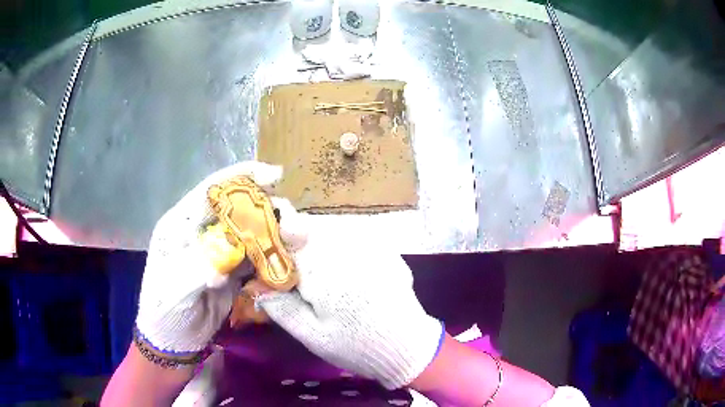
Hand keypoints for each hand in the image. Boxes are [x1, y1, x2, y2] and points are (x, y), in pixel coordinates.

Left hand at [135, 161, 281, 353]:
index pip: (211, 191)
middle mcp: (202, 232)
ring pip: (251, 231)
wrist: (174, 342)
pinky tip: (287, 262)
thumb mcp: (174, 290)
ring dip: (276, 234)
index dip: (241, 178)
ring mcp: (219, 251)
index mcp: (181, 225)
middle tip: (293, 224)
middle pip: (238, 208)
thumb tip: (227, 255)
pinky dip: (273, 257)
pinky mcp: (232, 271)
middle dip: (267, 209)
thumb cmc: (163, 312)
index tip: (273, 176)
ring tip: (298, 241)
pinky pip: (256, 257)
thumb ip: (196, 268)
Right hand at [258, 199, 444, 389]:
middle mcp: (348, 249)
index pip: (289, 236)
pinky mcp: (384, 249)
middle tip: (290, 264)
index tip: (264, 245)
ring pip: (331, 229)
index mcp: (325, 270)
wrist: (408, 346)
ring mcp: (370, 246)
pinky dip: (339, 245)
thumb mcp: (313, 336)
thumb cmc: (357, 346)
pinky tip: (342, 269)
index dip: (274, 237)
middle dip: (294, 240)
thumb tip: (256, 287)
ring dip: (316, 240)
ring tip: (317, 271)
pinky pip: (352, 236)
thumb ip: (282, 308)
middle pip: (310, 228)